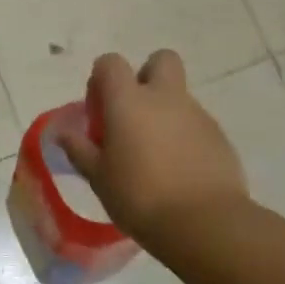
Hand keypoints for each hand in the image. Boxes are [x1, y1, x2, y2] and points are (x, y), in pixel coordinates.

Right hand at [60, 50, 249, 245]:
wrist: (205, 224)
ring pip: (178, 97)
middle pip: (160, 60)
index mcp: (128, 101)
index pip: (110, 63)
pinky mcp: (220, 137)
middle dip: (146, 76)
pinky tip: (178, 170)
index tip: (98, 111)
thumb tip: (64, 133)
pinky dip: (185, 137)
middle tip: (133, 113)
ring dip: (164, 113)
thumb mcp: (98, 177)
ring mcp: (197, 115)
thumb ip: (79, 149)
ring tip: (155, 155)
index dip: (101, 79)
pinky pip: (196, 124)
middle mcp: (165, 98)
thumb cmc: (139, 197)